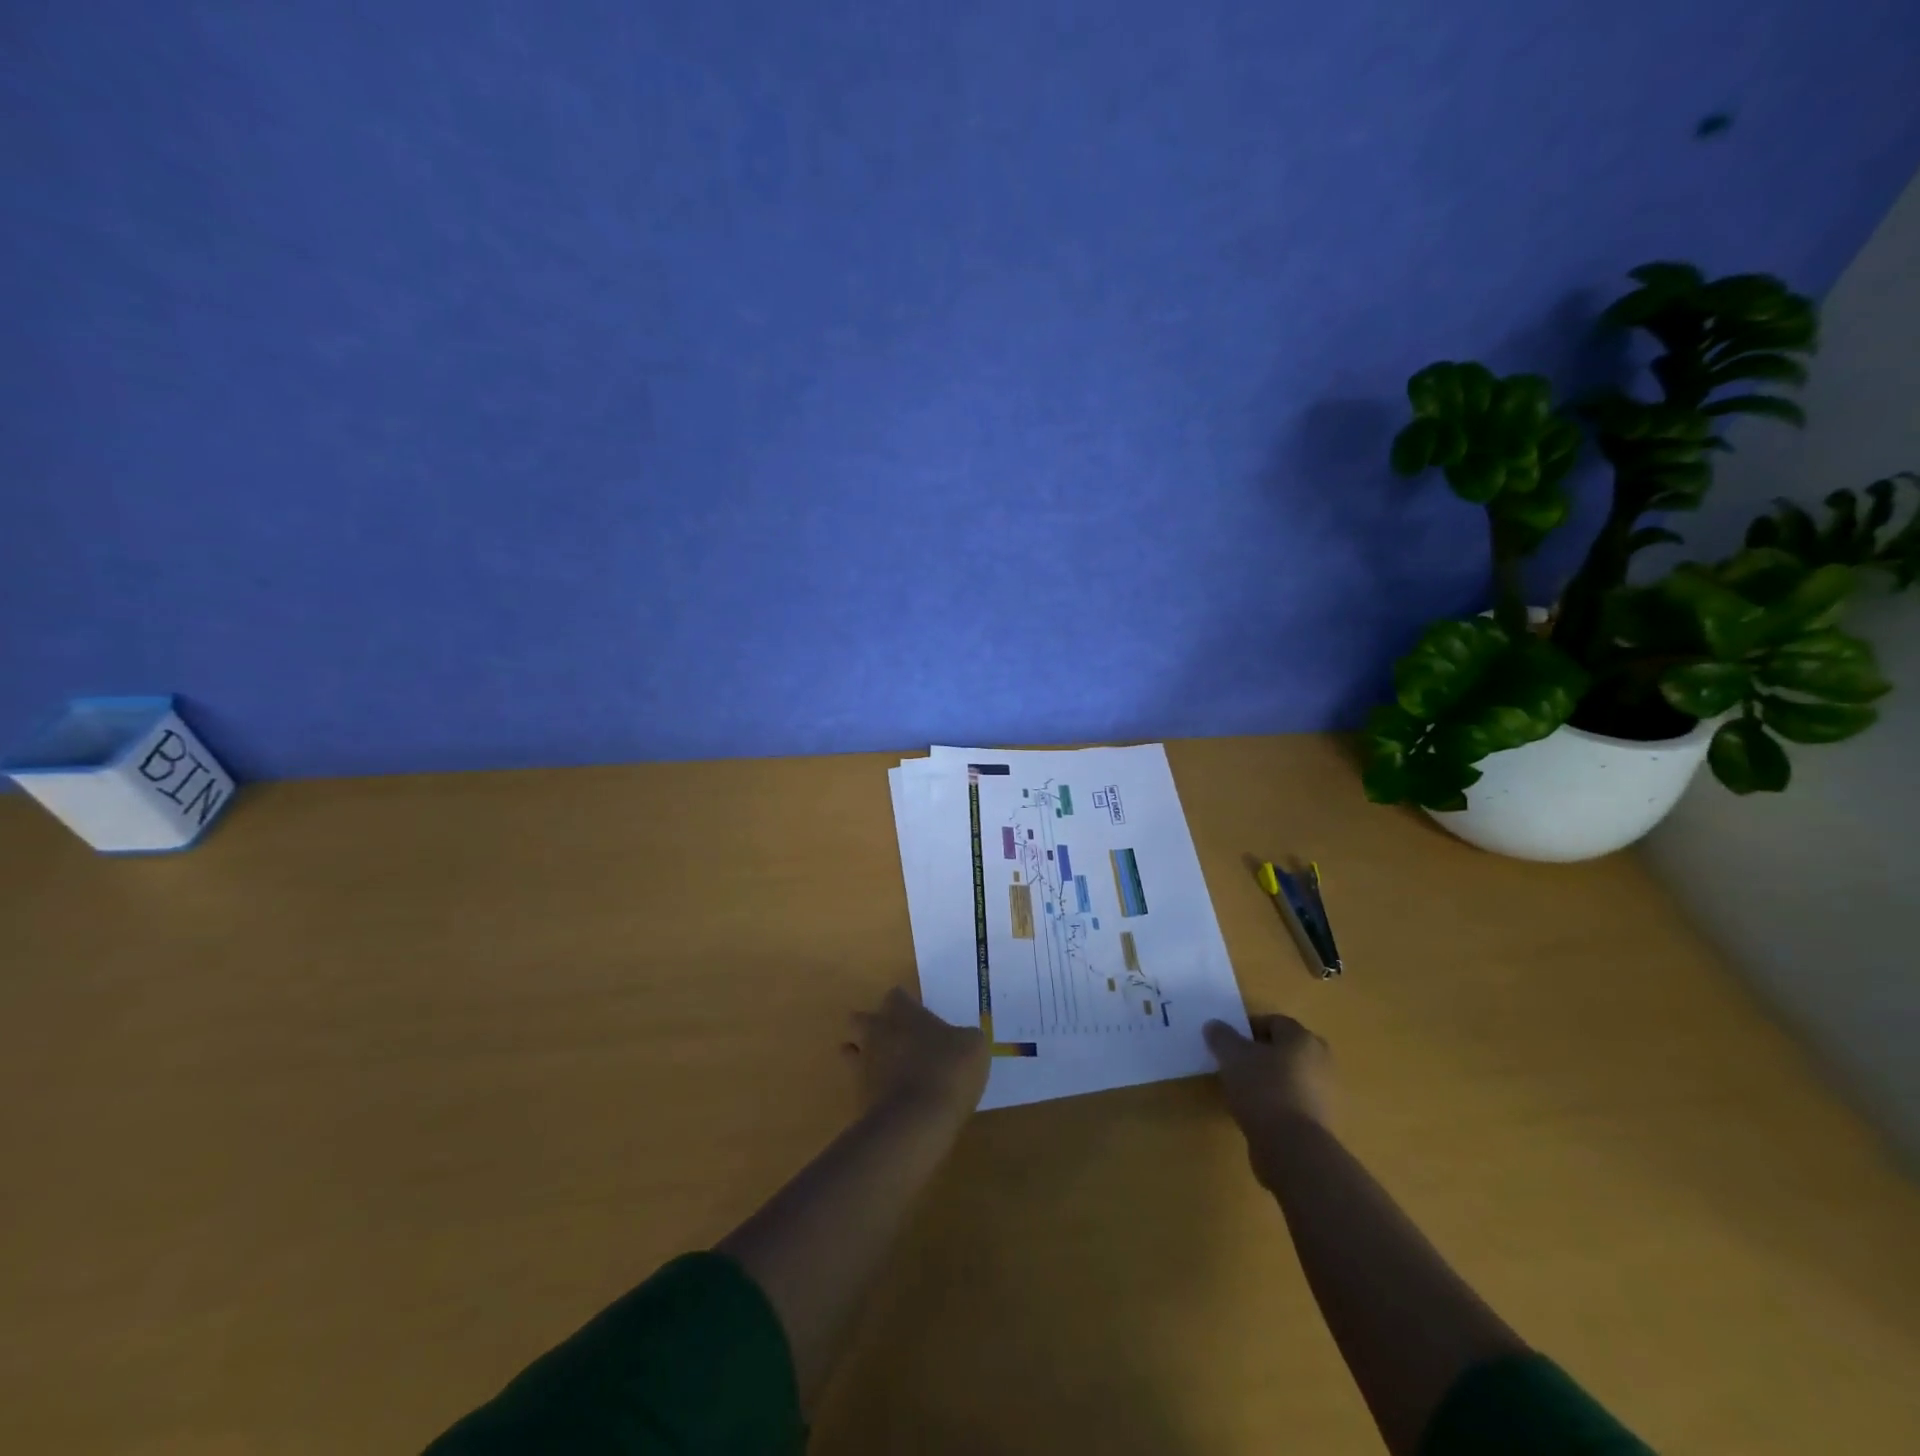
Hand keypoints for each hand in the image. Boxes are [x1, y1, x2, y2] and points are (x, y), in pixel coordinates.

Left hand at [843, 987, 989, 1122]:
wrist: (917, 1121)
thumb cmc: (948, 1070)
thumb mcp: (974, 1046)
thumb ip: (964, 1036)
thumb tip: (963, 1039)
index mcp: (903, 1012)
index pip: (896, 995)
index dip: (906, 1004)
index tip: (919, 1015)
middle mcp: (877, 1031)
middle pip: (862, 1018)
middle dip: (873, 1025)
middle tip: (896, 1038)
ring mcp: (864, 1064)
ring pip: (852, 1050)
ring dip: (864, 1055)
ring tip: (887, 1068)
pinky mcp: (858, 1097)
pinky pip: (859, 1084)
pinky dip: (870, 1088)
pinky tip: (890, 1098)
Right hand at [1204, 1013, 1332, 1134]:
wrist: (1293, 1149)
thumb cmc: (1263, 1089)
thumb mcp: (1232, 1056)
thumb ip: (1222, 1037)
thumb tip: (1214, 1026)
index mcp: (1302, 1038)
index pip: (1274, 1022)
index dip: (1248, 1029)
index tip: (1229, 1044)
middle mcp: (1320, 1061)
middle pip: (1285, 1049)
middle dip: (1261, 1054)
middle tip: (1237, 1065)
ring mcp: (1325, 1094)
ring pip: (1290, 1077)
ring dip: (1269, 1080)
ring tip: (1243, 1092)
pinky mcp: (1321, 1123)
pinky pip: (1294, 1102)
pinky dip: (1277, 1104)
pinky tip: (1257, 1114)